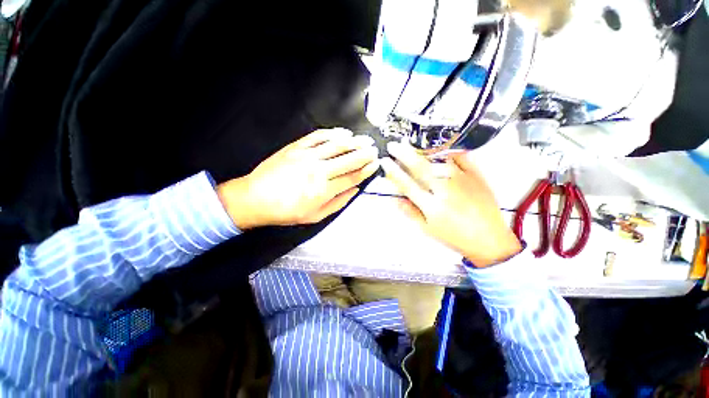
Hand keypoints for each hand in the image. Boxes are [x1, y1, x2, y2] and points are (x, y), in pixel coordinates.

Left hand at [217, 128, 378, 229]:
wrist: (255, 198)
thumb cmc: (286, 211)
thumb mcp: (315, 216)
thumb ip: (338, 203)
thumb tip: (354, 190)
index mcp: (323, 190)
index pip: (352, 177)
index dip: (366, 170)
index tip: (375, 164)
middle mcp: (318, 171)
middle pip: (348, 159)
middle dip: (365, 154)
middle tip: (374, 150)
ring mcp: (307, 156)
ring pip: (336, 146)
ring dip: (354, 142)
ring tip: (365, 140)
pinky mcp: (296, 147)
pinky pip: (318, 136)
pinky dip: (333, 133)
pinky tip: (343, 133)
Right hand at [381, 142, 521, 266]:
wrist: (489, 239)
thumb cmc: (456, 236)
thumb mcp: (428, 229)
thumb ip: (410, 213)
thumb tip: (395, 199)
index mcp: (431, 205)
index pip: (407, 184)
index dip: (394, 172)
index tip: (385, 162)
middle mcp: (445, 190)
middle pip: (420, 168)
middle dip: (404, 154)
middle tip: (394, 145)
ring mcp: (461, 180)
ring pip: (439, 159)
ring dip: (422, 150)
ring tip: (412, 144)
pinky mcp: (476, 176)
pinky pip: (460, 157)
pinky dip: (448, 150)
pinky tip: (439, 147)